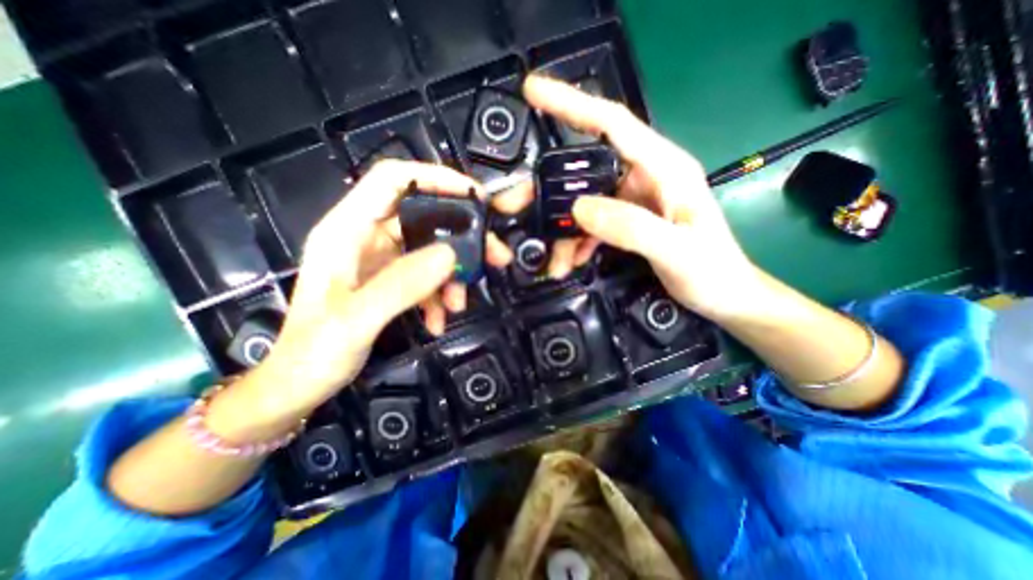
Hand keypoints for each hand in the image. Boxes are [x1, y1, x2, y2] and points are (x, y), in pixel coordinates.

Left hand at [235, 159, 515, 426]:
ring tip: (460, 303)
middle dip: (461, 236)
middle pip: (424, 217)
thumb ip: (401, 285)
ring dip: (453, 274)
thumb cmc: (314, 353)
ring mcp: (380, 259)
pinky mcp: (391, 280)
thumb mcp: (355, 320)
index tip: (475, 197)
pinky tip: (439, 319)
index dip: (435, 179)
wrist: (300, 385)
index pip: (393, 181)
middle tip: (493, 255)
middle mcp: (365, 237)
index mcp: (346, 230)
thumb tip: (450, 255)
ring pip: (431, 250)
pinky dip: (439, 295)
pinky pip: (427, 276)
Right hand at [526, 74, 755, 320]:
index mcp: (663, 168)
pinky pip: (591, 223)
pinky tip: (571, 259)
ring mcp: (633, 200)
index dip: (571, 104)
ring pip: (584, 202)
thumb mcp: (677, 251)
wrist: (724, 296)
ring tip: (552, 259)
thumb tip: (579, 209)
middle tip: (516, 206)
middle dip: (550, 189)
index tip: (533, 92)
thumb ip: (631, 228)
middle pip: (586, 168)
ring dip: (563, 229)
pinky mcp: (627, 220)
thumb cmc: (712, 272)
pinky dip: (577, 240)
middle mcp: (644, 176)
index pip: (611, 123)